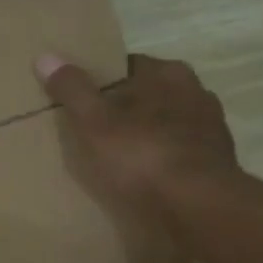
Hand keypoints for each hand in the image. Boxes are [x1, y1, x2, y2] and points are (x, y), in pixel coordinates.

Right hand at [36, 53, 241, 224]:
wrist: (198, 206)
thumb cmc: (142, 154)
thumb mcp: (95, 121)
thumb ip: (72, 89)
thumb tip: (45, 57)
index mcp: (168, 73)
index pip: (128, 66)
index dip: (102, 82)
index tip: (82, 101)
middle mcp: (196, 92)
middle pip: (150, 95)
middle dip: (127, 109)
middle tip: (96, 131)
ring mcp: (211, 129)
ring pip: (168, 125)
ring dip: (148, 136)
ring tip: (120, 158)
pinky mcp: (217, 163)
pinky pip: (180, 154)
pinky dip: (164, 161)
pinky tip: (146, 179)